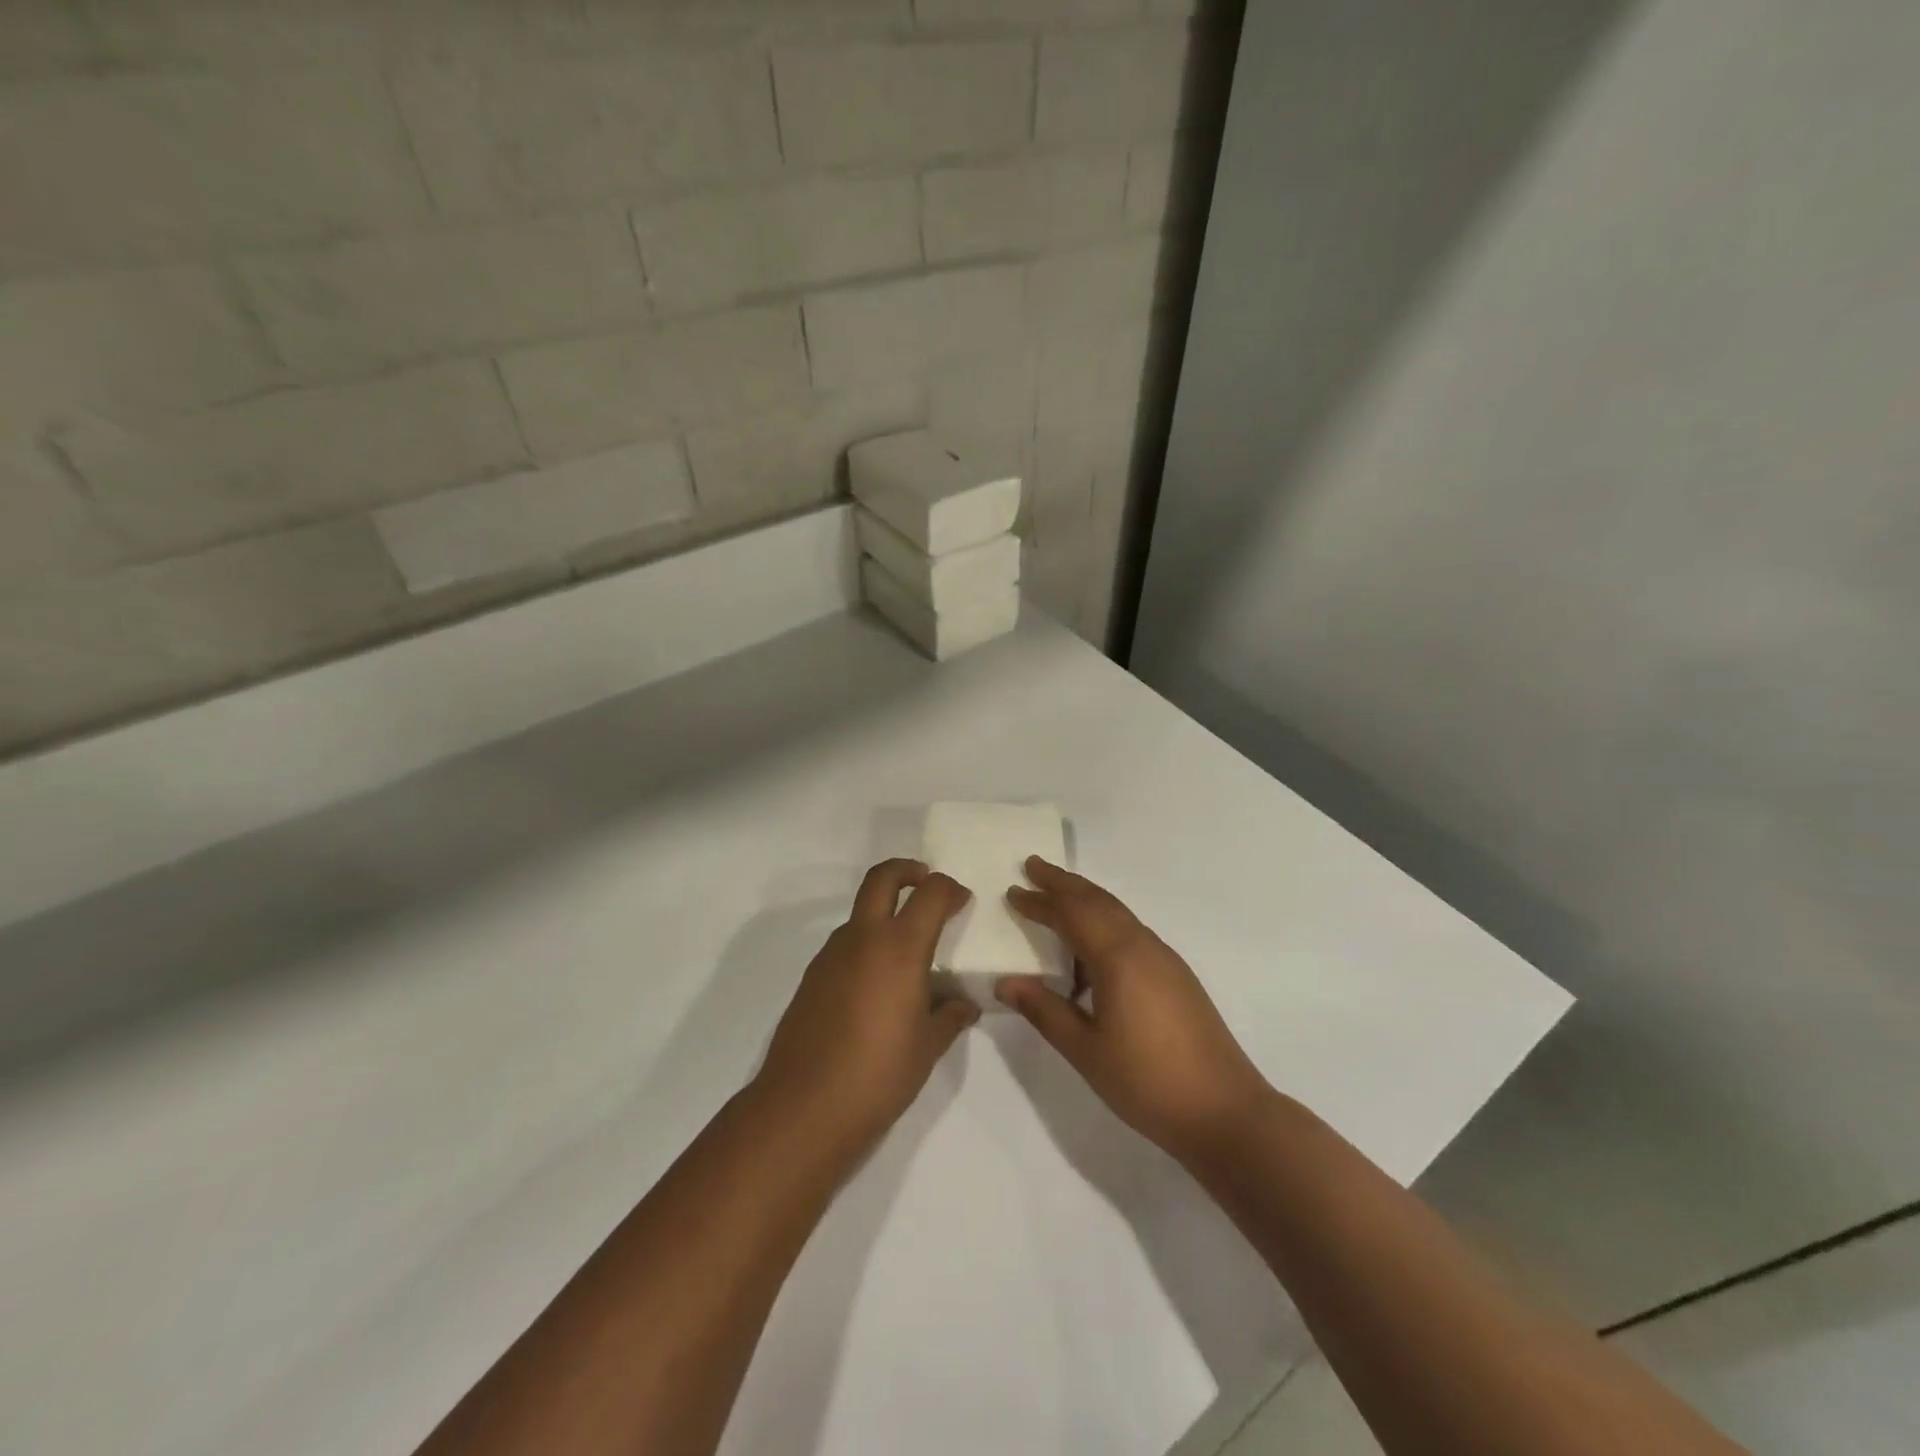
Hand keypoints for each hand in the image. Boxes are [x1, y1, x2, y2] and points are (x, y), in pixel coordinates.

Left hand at [754, 859, 977, 1156]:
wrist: (804, 1106)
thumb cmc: (879, 1073)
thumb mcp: (927, 1047)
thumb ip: (949, 1017)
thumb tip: (963, 1005)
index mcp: (900, 947)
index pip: (930, 894)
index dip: (950, 889)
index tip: (962, 900)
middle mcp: (863, 938)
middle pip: (882, 878)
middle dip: (907, 870)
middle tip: (926, 882)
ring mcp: (831, 955)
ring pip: (860, 912)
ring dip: (884, 911)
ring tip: (906, 948)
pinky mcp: (812, 976)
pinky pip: (844, 944)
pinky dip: (865, 943)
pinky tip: (876, 984)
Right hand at [998, 858, 1271, 1162]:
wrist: (1224, 1111)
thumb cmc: (1147, 1081)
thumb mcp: (1085, 1050)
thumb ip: (1044, 1010)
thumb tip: (1005, 982)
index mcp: (1118, 957)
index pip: (1070, 914)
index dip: (1039, 902)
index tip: (1012, 891)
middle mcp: (1143, 945)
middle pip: (1097, 900)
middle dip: (1063, 882)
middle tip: (1032, 865)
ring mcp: (1164, 958)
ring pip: (1117, 913)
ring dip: (1085, 899)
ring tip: (1057, 898)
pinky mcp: (1176, 975)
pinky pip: (1131, 932)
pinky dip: (1105, 923)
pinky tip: (1091, 951)